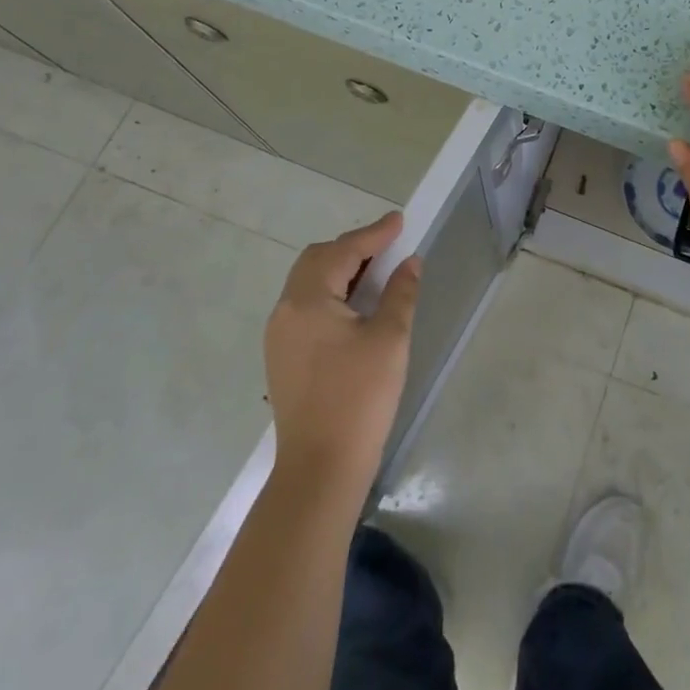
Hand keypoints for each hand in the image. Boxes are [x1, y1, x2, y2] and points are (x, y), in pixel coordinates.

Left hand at [263, 214, 419, 492]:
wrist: (320, 469)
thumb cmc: (359, 398)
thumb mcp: (390, 339)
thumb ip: (400, 293)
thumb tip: (409, 262)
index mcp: (308, 300)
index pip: (343, 252)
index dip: (374, 234)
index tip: (400, 220)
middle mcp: (285, 311)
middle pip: (317, 261)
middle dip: (353, 248)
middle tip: (388, 246)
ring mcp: (280, 336)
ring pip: (309, 284)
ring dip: (341, 270)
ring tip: (377, 272)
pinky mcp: (283, 357)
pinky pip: (306, 307)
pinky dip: (331, 294)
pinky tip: (356, 306)